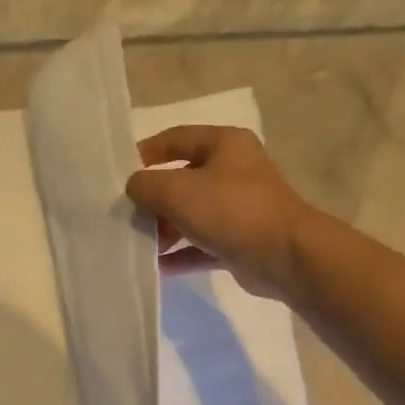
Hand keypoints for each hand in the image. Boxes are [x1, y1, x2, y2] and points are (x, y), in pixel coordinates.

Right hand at [126, 125, 316, 297]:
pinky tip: (159, 265)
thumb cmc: (231, 211)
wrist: (285, 256)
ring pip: (192, 214)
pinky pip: (203, 244)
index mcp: (224, 144)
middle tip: (126, 215)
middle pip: (182, 179)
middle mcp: (233, 171)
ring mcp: (239, 208)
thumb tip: (134, 188)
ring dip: (165, 228)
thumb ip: (146, 185)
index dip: (146, 153)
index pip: (176, 138)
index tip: (120, 174)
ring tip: (140, 243)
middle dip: (153, 198)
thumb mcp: (178, 191)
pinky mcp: (240, 241)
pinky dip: (182, 252)